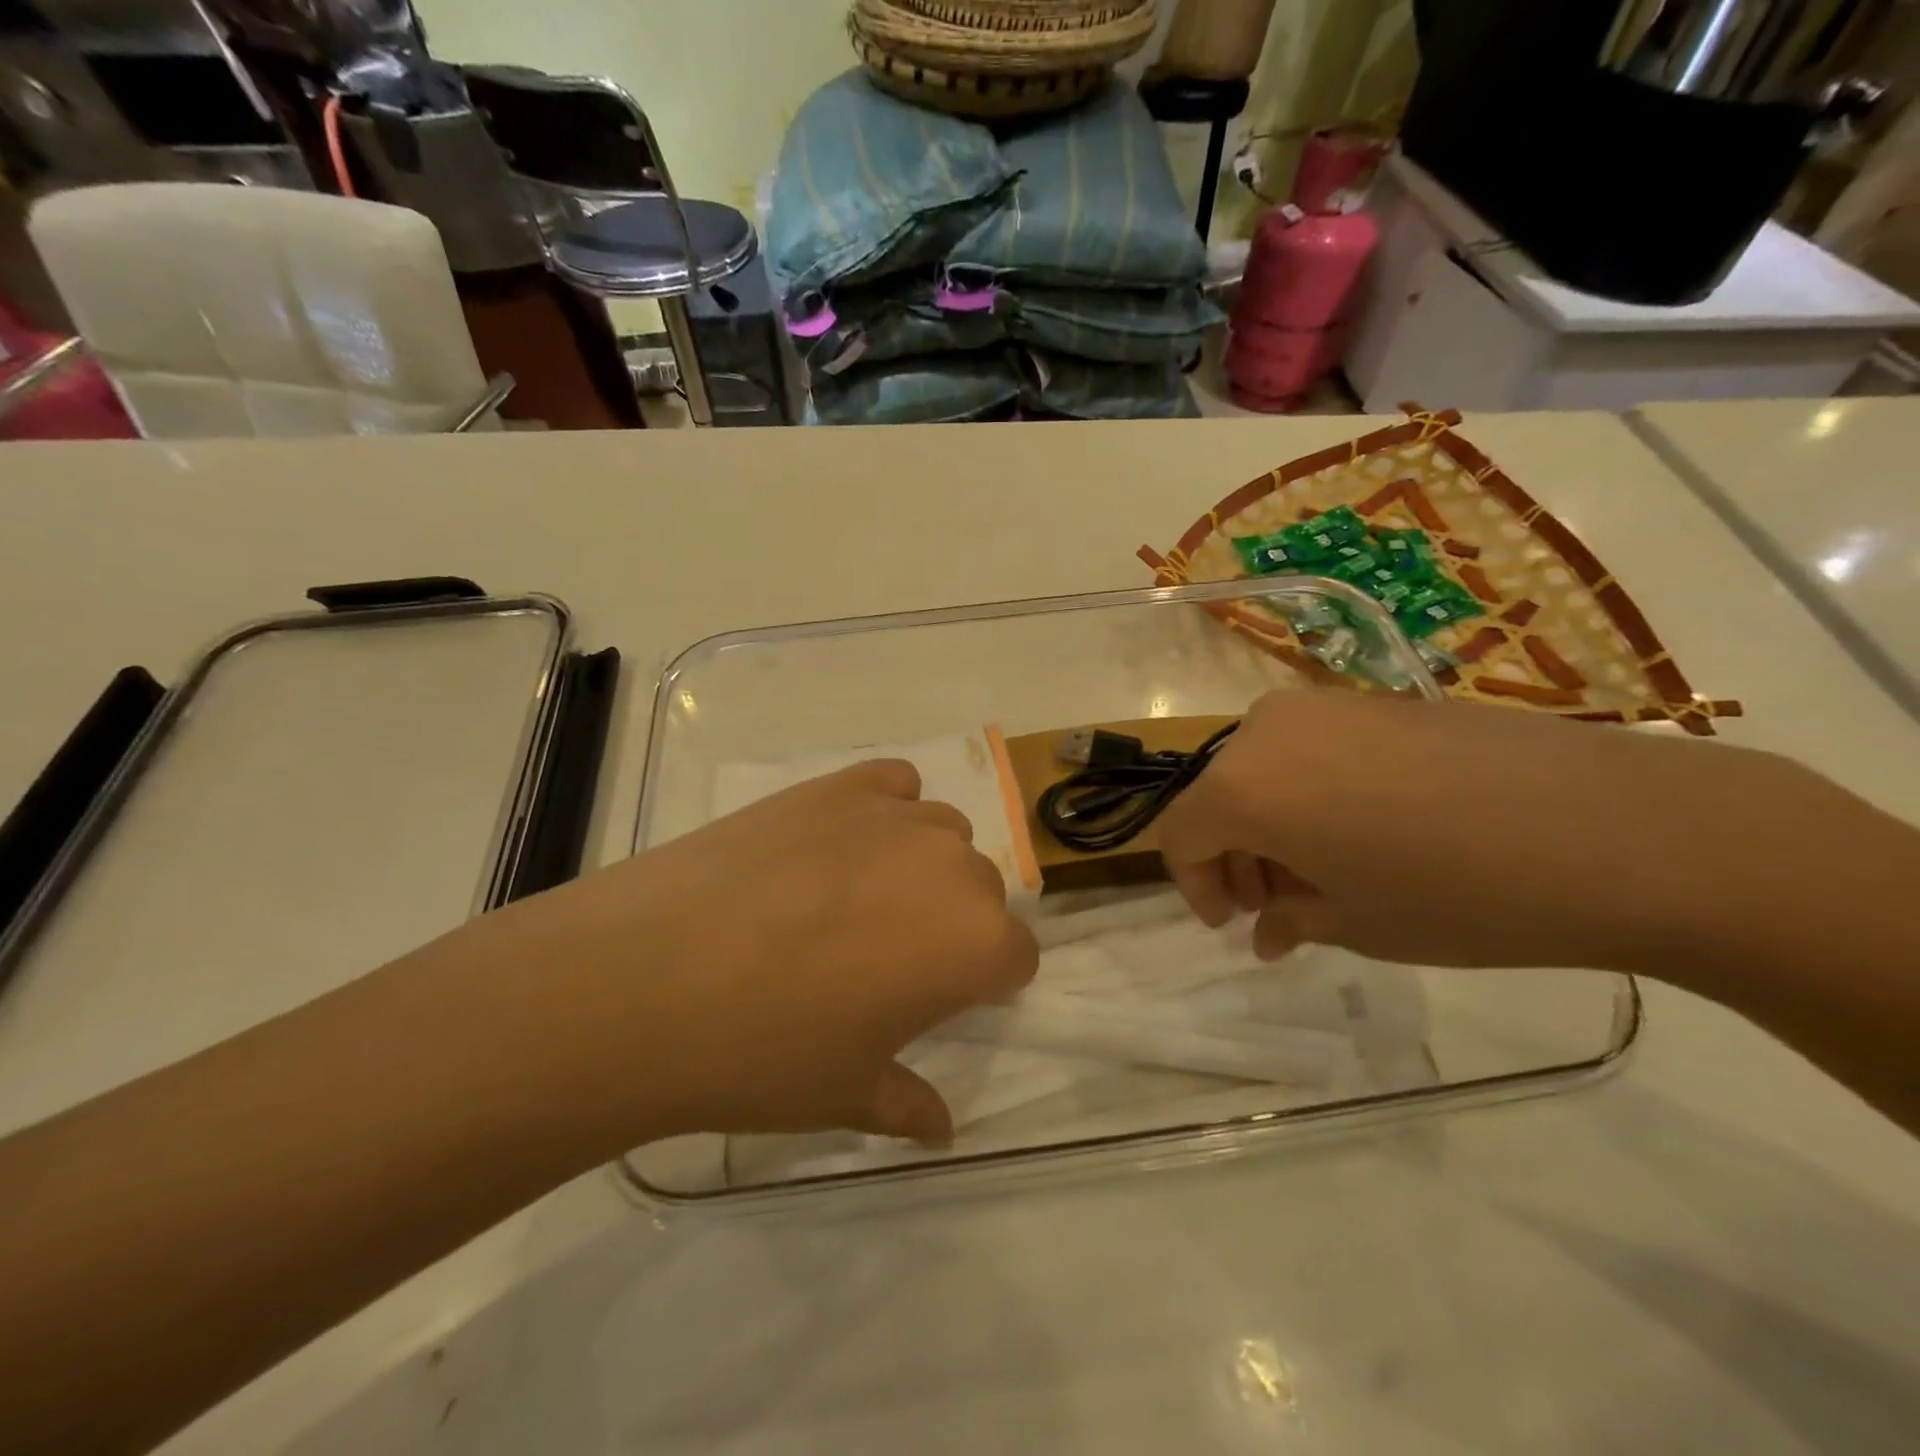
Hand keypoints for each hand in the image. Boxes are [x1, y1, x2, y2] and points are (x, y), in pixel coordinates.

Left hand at [446, 760, 1037, 1149]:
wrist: (646, 978)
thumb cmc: (764, 1053)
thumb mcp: (846, 1095)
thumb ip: (909, 1104)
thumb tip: (941, 1127)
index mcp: (975, 942)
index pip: (1017, 956)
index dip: (982, 983)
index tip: (936, 1002)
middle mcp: (953, 865)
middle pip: (981, 889)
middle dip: (950, 922)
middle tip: (882, 957)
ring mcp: (894, 816)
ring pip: (941, 834)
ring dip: (918, 865)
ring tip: (852, 898)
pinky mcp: (837, 785)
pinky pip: (892, 786)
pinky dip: (881, 810)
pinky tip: (836, 843)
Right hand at [1154, 690, 1849, 975]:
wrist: (1613, 829)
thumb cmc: (1457, 894)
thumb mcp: (1355, 924)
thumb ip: (1290, 918)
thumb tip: (1268, 926)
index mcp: (1243, 785)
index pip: (1181, 833)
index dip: (1194, 884)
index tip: (1229, 923)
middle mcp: (1267, 730)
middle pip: (1220, 796)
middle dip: (1236, 855)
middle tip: (1275, 908)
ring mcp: (1325, 706)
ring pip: (1266, 769)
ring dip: (1274, 824)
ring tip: (1325, 874)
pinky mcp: (1378, 699)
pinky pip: (1315, 749)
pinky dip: (1314, 793)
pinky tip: (1368, 833)